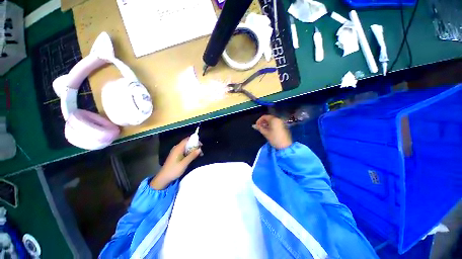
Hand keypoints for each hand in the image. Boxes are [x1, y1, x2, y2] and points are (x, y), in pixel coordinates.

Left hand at [150, 137, 200, 189]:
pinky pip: (184, 151)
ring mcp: (176, 152)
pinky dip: (190, 152)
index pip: (187, 140)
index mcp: (178, 148)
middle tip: (201, 151)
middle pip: (187, 143)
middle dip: (195, 145)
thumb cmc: (173, 170)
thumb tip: (200, 149)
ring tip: (199, 154)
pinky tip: (193, 157)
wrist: (163, 178)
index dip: (194, 140)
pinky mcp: (176, 156)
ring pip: (186, 147)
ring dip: (193, 150)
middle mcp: (177, 148)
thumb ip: (192, 155)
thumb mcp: (184, 163)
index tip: (201, 144)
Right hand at [255, 115, 291, 149]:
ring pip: (272, 121)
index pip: (264, 116)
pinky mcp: (283, 126)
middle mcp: (278, 119)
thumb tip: (253, 125)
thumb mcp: (265, 133)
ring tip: (263, 130)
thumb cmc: (274, 139)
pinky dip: (271, 125)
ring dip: (266, 124)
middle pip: (268, 118)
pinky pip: (275, 123)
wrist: (285, 146)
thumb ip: (259, 128)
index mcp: (274, 119)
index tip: (256, 126)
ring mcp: (282, 122)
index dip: (259, 120)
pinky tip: (268, 130)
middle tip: (259, 128)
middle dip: (263, 122)